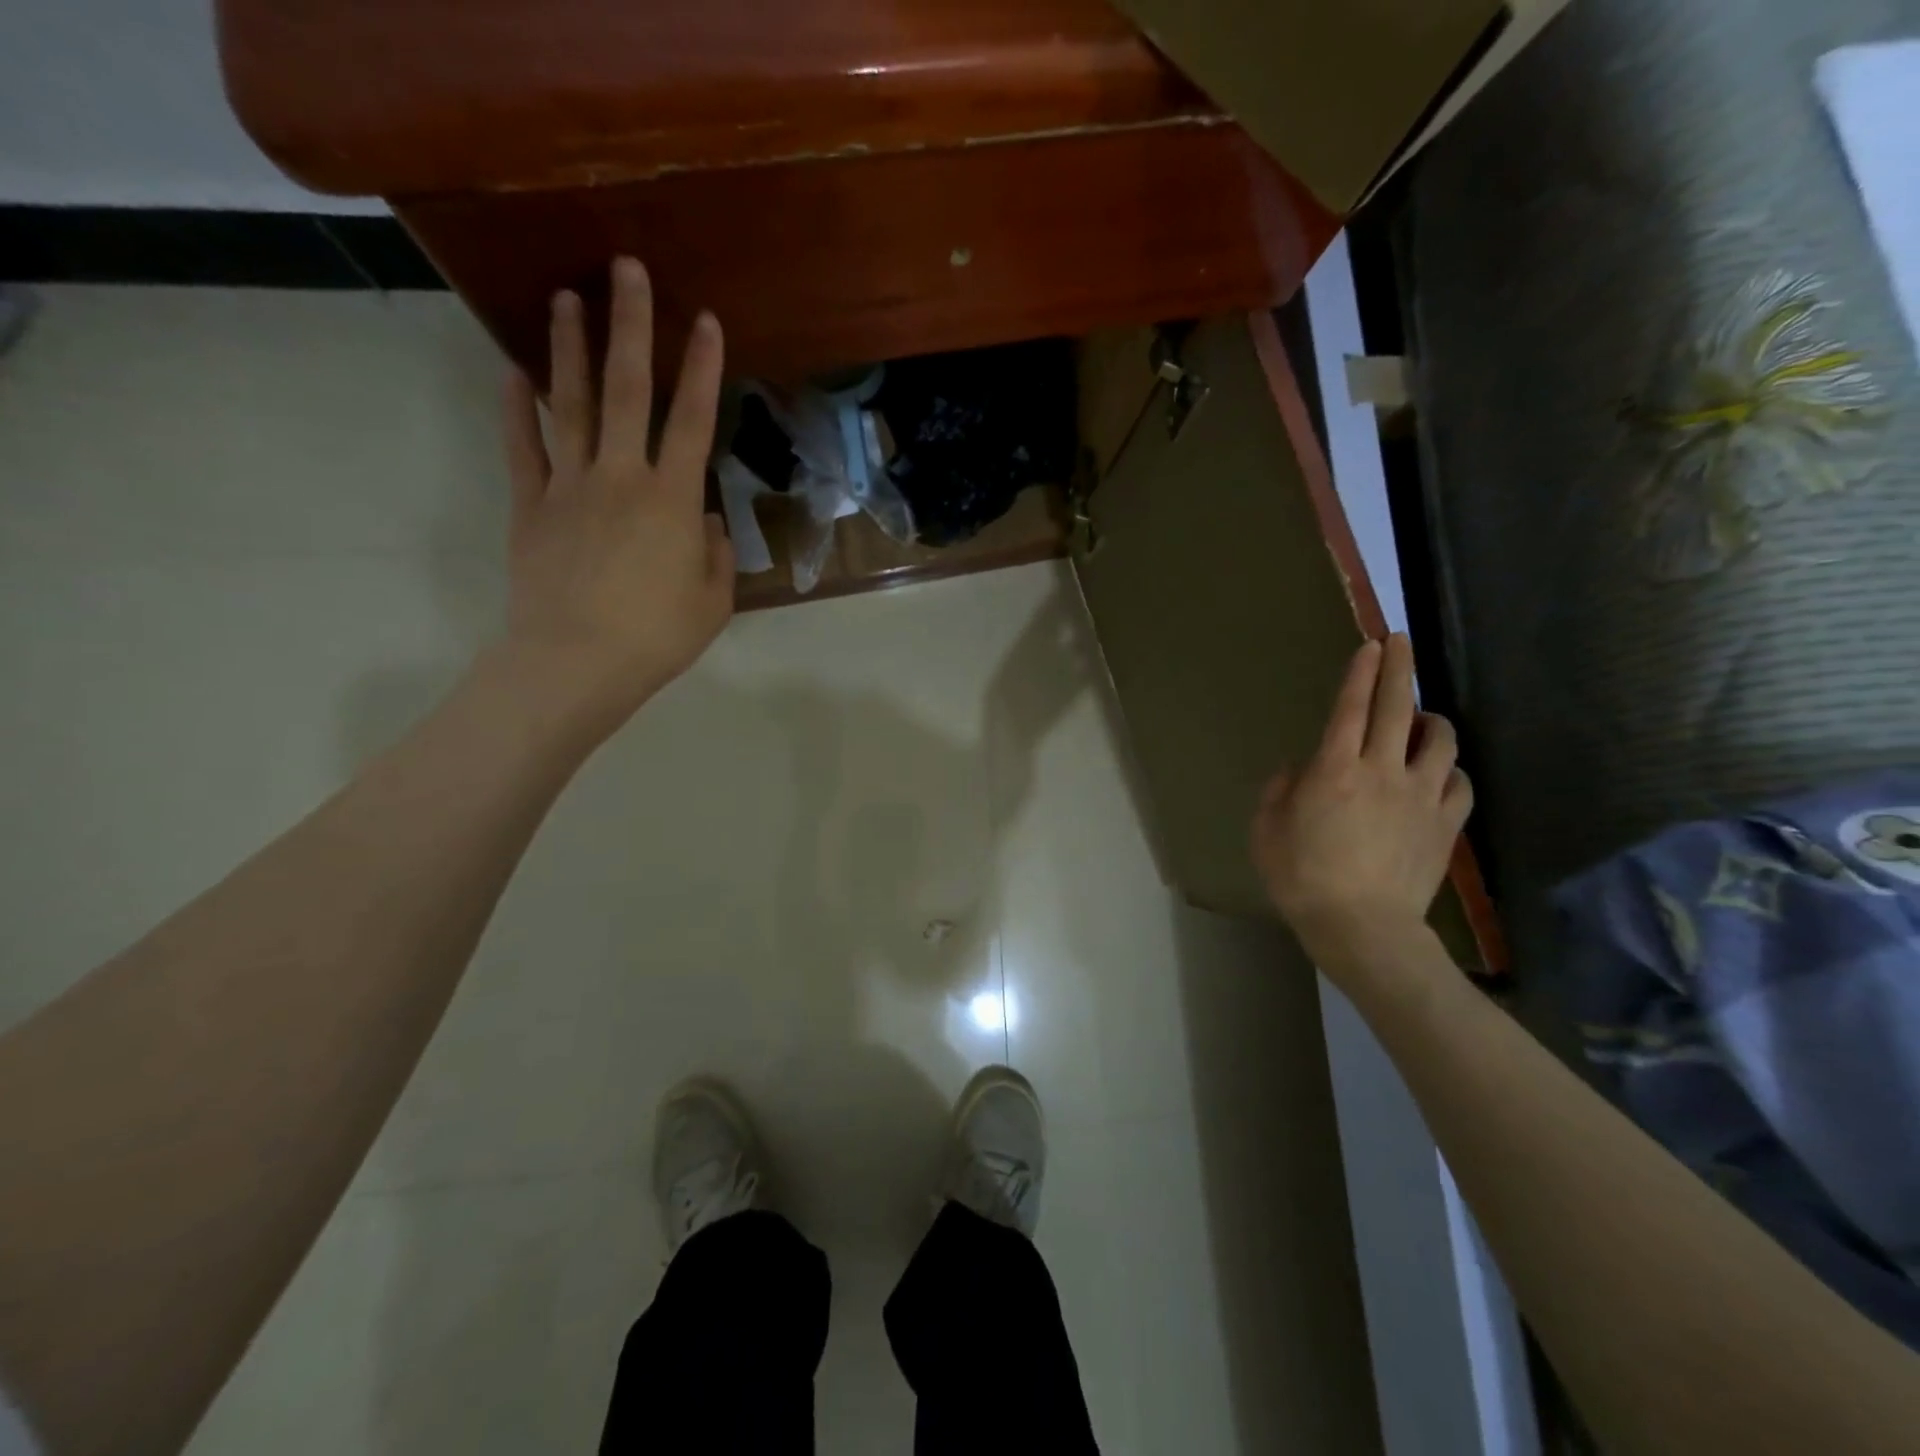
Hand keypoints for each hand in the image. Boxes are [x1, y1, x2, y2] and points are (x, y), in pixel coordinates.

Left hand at [498, 256, 733, 739]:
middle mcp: (621, 476)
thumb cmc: (657, 636)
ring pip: (570, 404)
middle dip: (631, 326)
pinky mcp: (531, 505)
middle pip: (628, 390)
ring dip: (570, 348)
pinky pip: (524, 448)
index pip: (692, 420)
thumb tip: (702, 517)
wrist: (576, 662)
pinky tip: (513, 372)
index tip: (705, 320)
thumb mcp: (713, 601)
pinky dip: (517, 409)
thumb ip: (714, 552)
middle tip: (625, 268)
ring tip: (565, 297)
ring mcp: (570, 486)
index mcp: (672, 499)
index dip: (703, 369)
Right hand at [1251, 635, 1472, 968]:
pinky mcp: (1446, 825)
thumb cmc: (1301, 877)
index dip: (1361, 672)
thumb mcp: (1266, 831)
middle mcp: (1381, 771)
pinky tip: (1440, 774)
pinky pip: (1460, 783)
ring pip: (1440, 741)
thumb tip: (1298, 769)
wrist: (1362, 928)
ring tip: (1420, 721)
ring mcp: (1420, 796)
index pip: (1350, 707)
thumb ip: (1278, 791)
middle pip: (1396, 708)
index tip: (1371, 644)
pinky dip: (1450, 771)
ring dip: (1430, 721)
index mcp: (1333, 769)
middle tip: (1401, 642)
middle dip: (1399, 668)